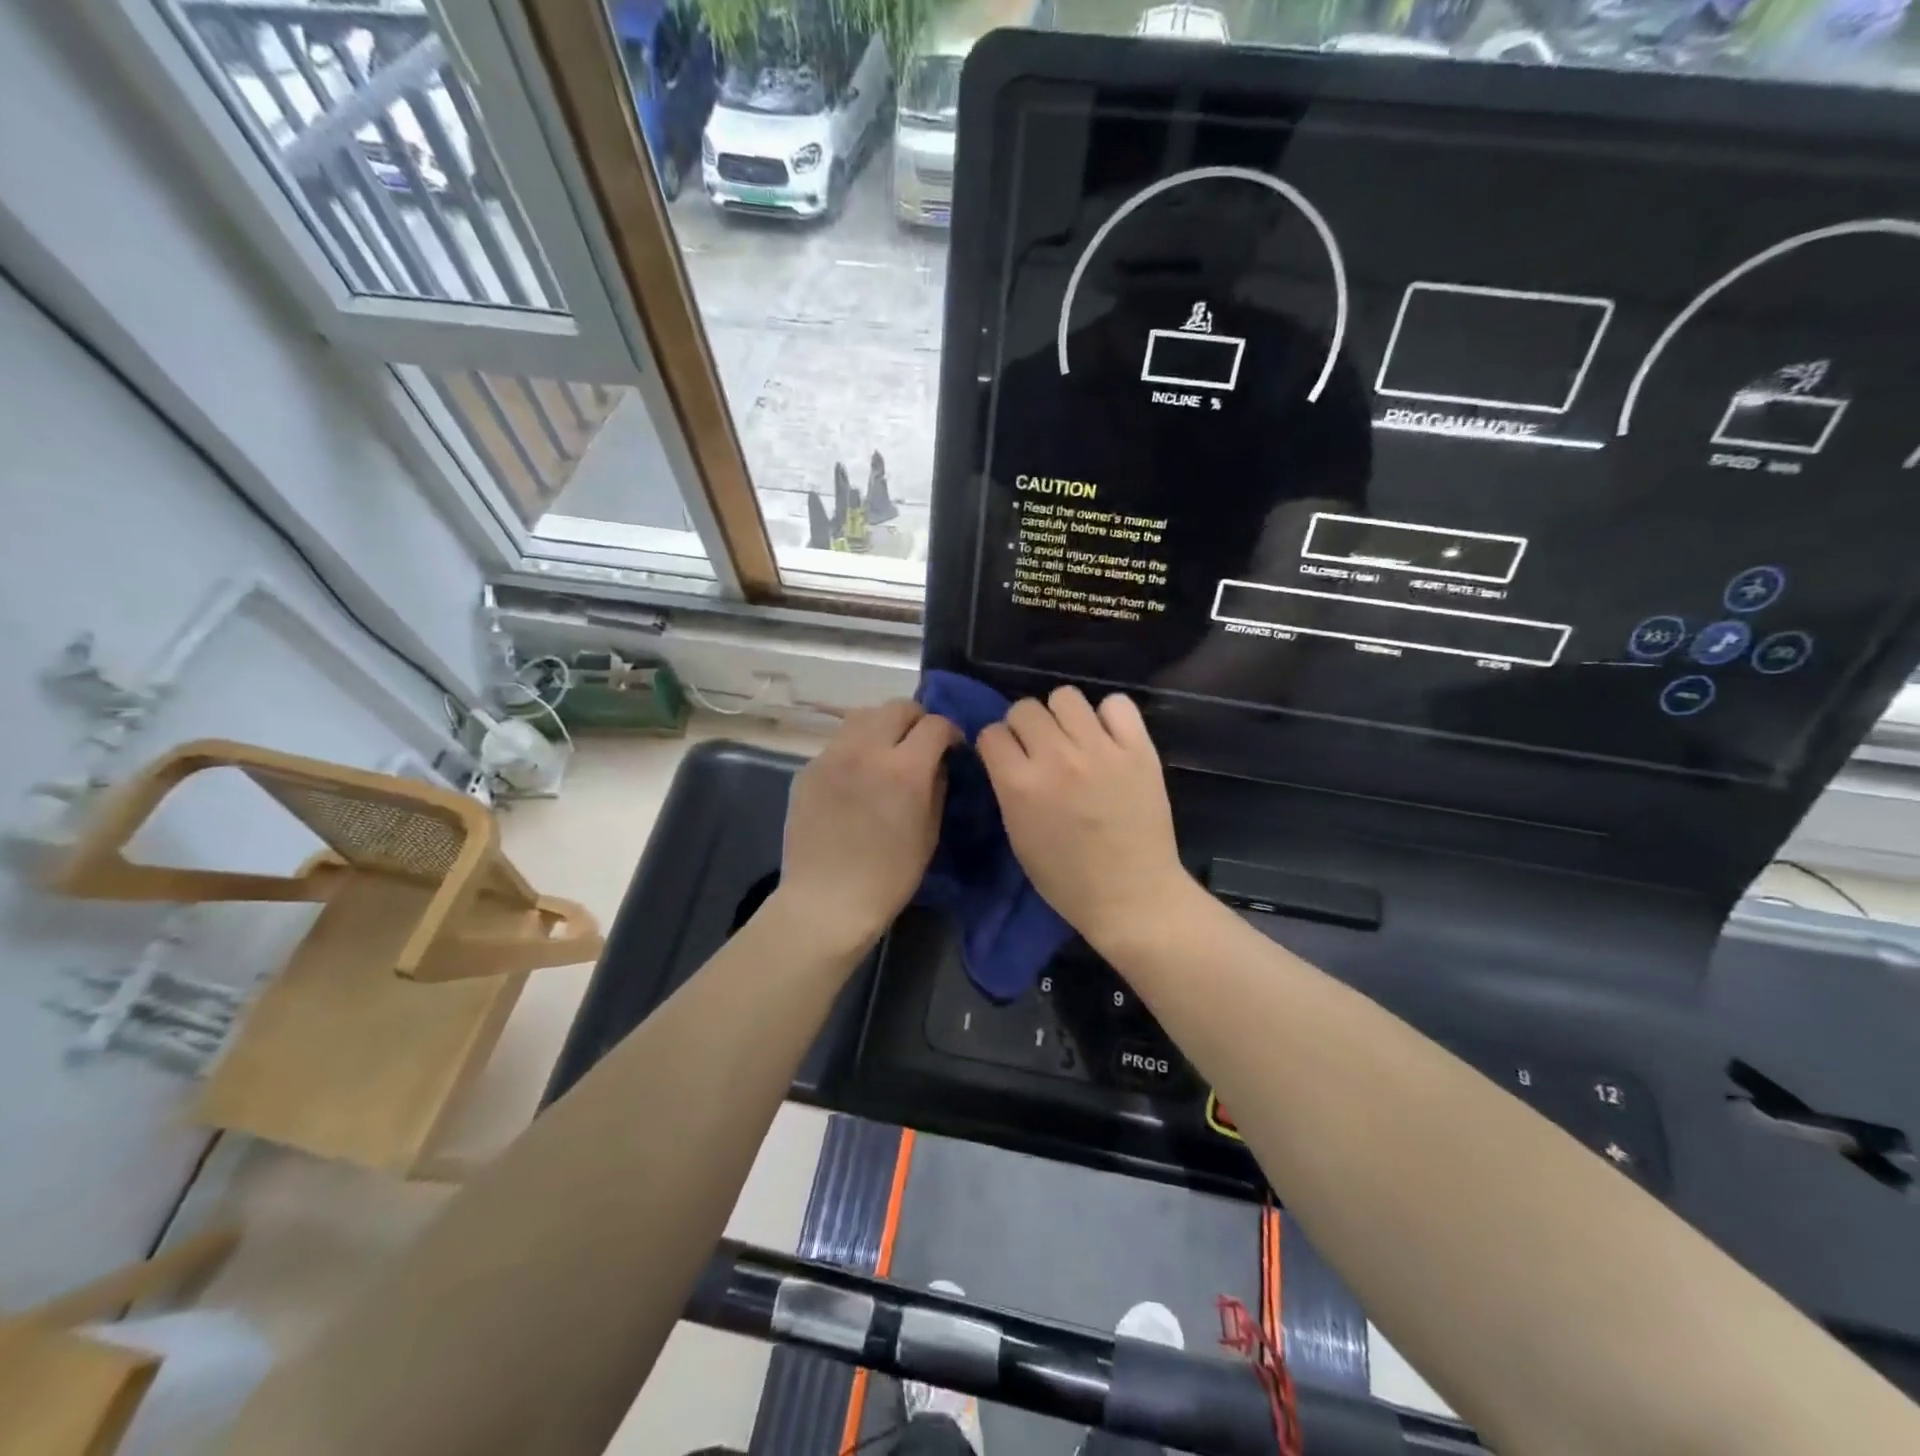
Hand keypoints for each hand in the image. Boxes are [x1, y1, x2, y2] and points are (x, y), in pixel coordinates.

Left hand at [774, 699, 957, 956]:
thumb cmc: (889, 876)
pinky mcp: (808, 768)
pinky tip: (857, 776)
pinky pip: (839, 743)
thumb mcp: (929, 833)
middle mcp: (866, 751)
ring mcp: (831, 756)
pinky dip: (855, 748)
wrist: (826, 901)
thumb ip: (937, 785)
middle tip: (920, 744)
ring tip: (887, 751)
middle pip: (896, 707)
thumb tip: (938, 760)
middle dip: (916, 719)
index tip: (952, 747)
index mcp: (904, 769)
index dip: (950, 731)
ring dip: (883, 726)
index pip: (934, 724)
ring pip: (862, 716)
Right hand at [977, 687, 1192, 953]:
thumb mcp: (1018, 837)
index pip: (992, 733)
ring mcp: (1100, 750)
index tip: (1008, 758)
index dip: (997, 745)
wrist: (1132, 896)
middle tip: (1042, 750)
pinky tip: (1109, 739)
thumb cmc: (1067, 879)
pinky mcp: (1138, 749)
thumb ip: (1009, 789)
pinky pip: (1116, 704)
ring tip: (1075, 739)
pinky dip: (1109, 716)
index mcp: (1021, 785)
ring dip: (1063, 716)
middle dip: (1026, 727)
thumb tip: (1009, 756)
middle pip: (1025, 708)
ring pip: (1066, 696)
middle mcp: (1056, 758)